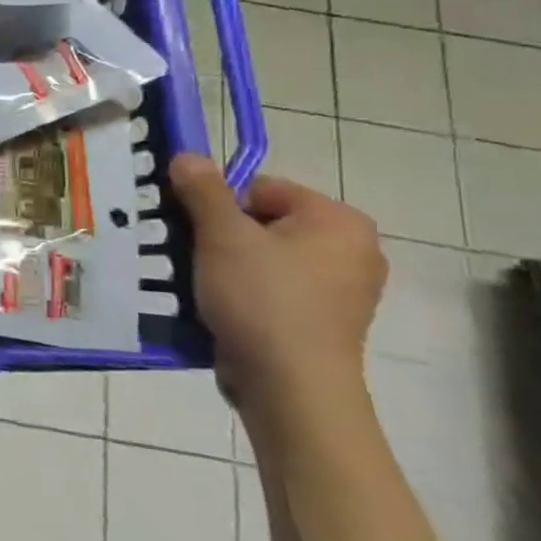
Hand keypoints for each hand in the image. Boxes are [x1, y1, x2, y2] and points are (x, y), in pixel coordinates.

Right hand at [169, 153, 385, 421]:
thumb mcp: (222, 236)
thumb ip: (203, 191)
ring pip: (263, 259)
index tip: (193, 230)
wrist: (290, 386)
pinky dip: (243, 294)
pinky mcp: (323, 323)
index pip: (262, 189)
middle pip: (263, 223)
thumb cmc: (262, 299)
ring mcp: (342, 291)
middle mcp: (352, 250)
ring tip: (199, 285)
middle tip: (190, 257)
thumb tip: (187, 155)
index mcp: (338, 221)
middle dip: (220, 237)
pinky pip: (272, 291)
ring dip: (226, 266)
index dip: (219, 205)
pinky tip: (220, 309)